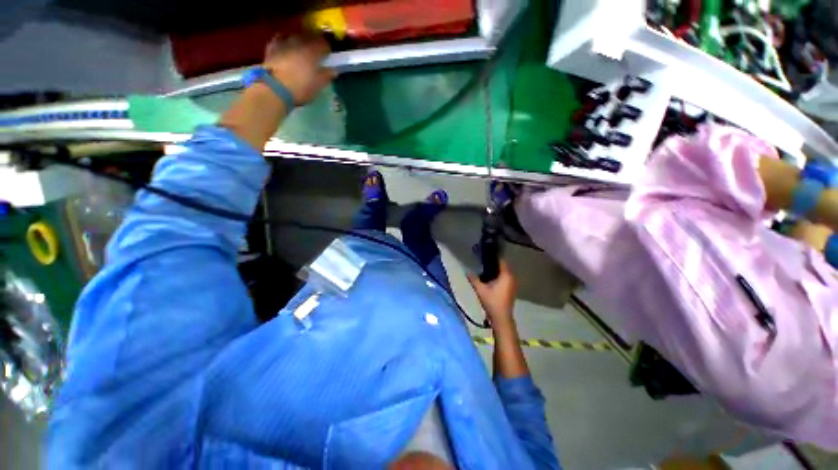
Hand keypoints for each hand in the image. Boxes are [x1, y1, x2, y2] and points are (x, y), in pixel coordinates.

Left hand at [264, 33, 335, 105]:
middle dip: (313, 43)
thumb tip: (333, 70)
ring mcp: (284, 42)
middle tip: (316, 54)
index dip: (327, 49)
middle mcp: (299, 41)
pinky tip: (286, 48)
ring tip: (301, 50)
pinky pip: (280, 39)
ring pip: (295, 36)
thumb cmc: (300, 88)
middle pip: (309, 36)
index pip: (324, 43)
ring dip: (299, 41)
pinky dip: (285, 41)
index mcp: (313, 50)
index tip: (328, 56)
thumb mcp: (318, 85)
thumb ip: (326, 76)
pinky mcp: (271, 47)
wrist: (274, 89)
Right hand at [467, 260, 517, 325]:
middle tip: (484, 259)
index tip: (486, 252)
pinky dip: (500, 275)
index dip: (494, 255)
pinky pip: (506, 277)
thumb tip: (466, 270)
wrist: (501, 318)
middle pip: (504, 265)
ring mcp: (513, 283)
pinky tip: (491, 277)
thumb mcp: (480, 289)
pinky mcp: (512, 289)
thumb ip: (473, 279)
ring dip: (497, 269)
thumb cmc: (492, 302)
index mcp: (506, 275)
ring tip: (486, 267)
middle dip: (495, 262)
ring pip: (505, 272)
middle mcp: (512, 277)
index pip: (502, 260)